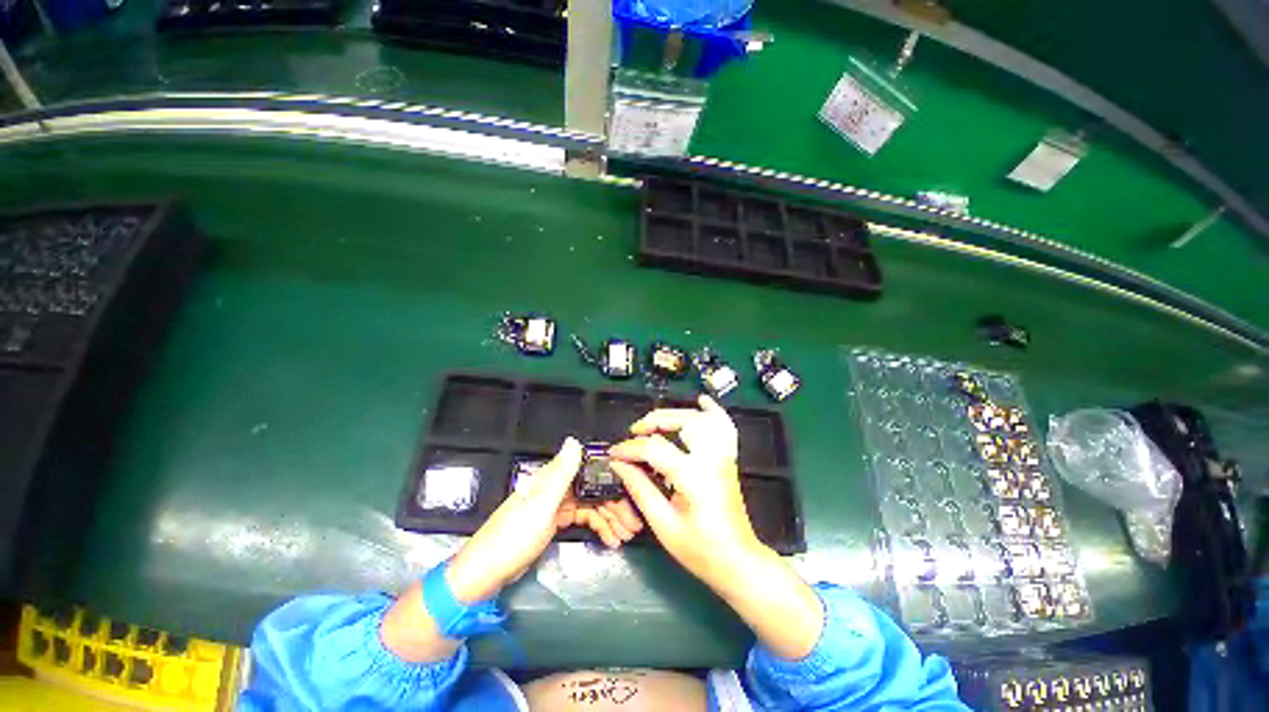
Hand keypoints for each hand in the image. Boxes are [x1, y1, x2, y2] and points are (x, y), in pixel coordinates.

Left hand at [447, 438, 642, 603]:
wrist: (485, 573)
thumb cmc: (513, 537)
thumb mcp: (540, 505)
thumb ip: (560, 474)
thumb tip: (574, 440)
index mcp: (552, 478)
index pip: (590, 471)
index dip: (612, 479)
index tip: (633, 492)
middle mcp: (557, 486)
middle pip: (594, 489)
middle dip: (615, 505)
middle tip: (634, 524)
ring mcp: (556, 504)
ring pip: (591, 505)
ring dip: (610, 518)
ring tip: (626, 535)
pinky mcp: (555, 521)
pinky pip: (583, 518)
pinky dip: (597, 527)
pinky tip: (611, 539)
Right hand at [609, 396, 823, 659]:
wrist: (738, 561)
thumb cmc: (700, 550)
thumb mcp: (663, 525)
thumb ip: (640, 489)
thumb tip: (619, 464)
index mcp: (694, 477)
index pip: (655, 449)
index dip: (630, 449)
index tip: (613, 454)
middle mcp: (712, 459)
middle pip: (684, 422)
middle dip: (655, 421)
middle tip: (636, 432)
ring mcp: (724, 456)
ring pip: (703, 418)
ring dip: (677, 413)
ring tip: (657, 422)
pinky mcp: (729, 458)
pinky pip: (726, 426)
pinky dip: (714, 410)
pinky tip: (701, 400)